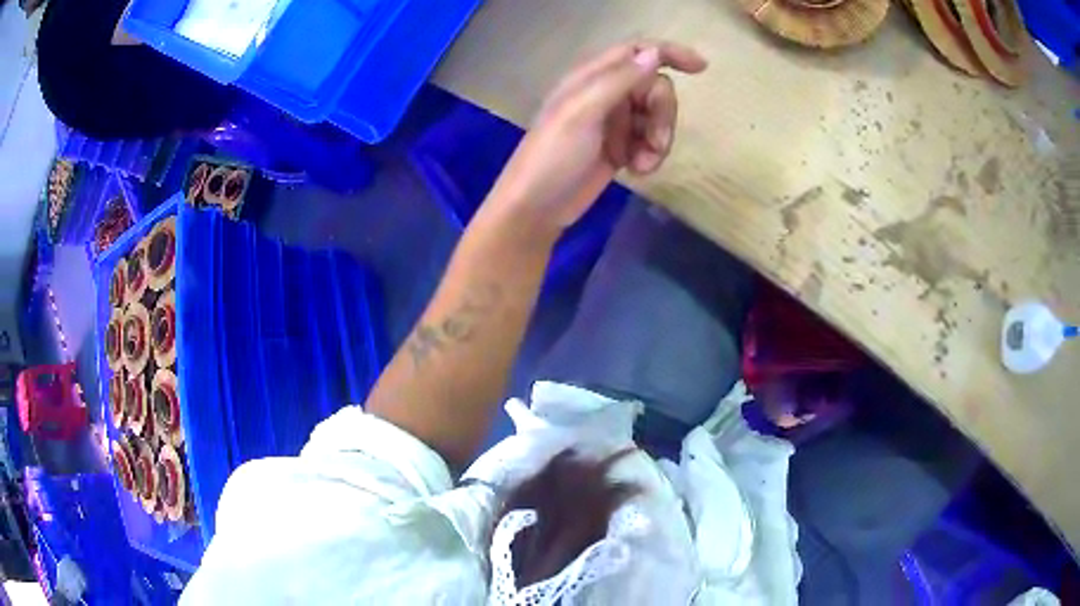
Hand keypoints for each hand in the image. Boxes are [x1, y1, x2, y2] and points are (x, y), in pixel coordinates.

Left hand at [486, 40, 707, 238]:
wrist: (537, 208)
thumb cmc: (553, 156)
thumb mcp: (583, 112)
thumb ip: (619, 80)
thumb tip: (654, 54)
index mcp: (592, 76)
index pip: (637, 51)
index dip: (669, 53)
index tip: (701, 68)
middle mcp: (605, 93)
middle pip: (655, 87)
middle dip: (662, 114)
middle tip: (655, 142)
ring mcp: (614, 121)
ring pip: (656, 116)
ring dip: (659, 139)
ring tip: (643, 163)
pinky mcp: (621, 147)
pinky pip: (651, 140)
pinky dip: (652, 154)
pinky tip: (638, 171)